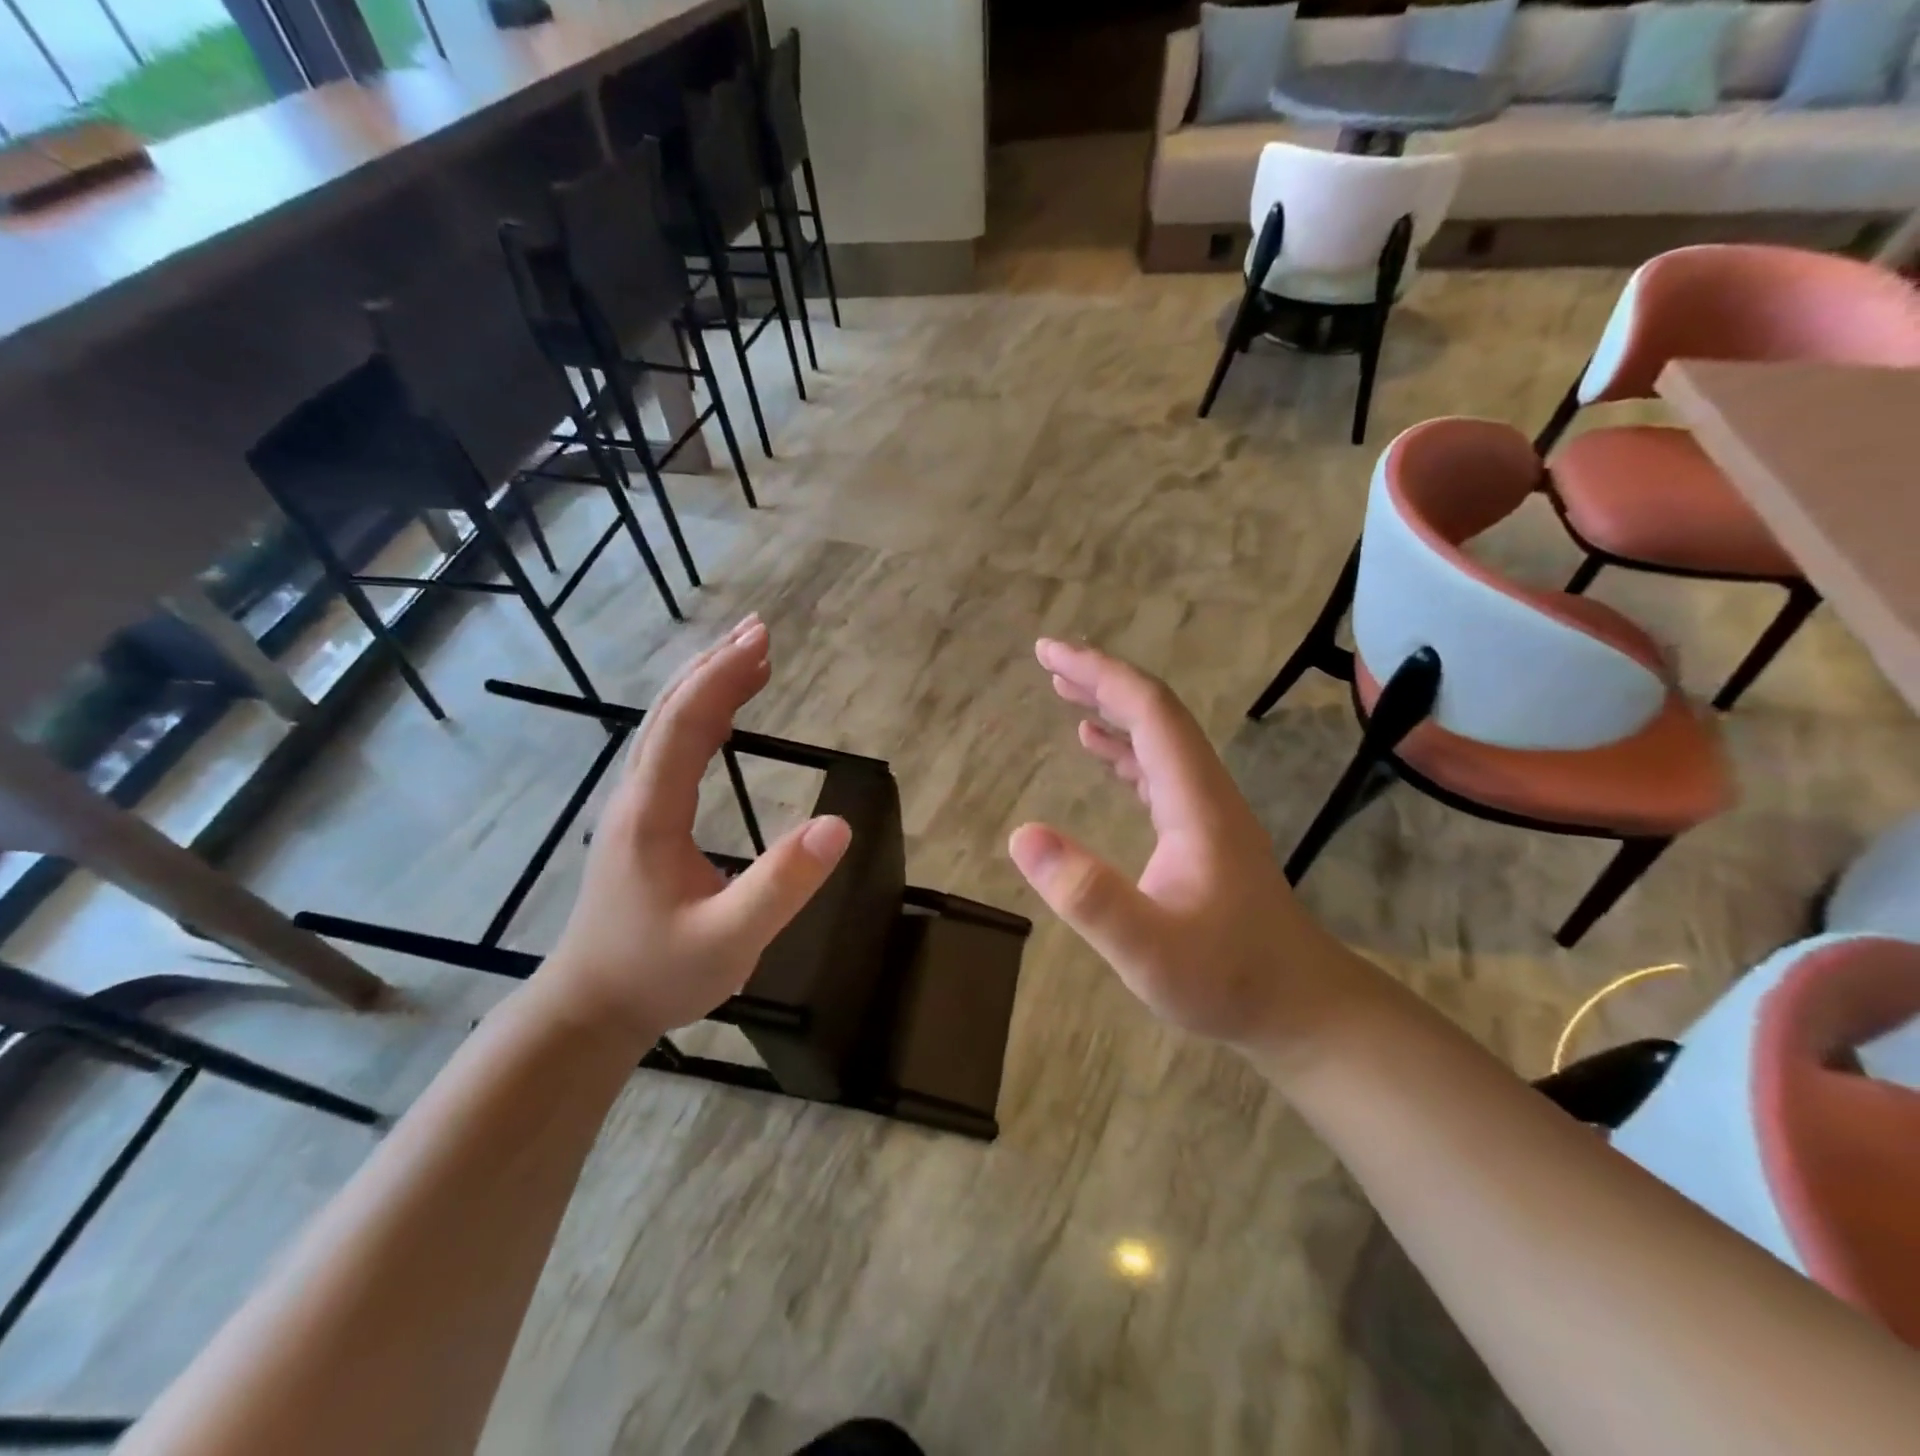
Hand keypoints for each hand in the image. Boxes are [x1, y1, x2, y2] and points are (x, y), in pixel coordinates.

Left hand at [540, 616, 851, 1038]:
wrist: (590, 1010)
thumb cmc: (658, 975)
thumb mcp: (730, 939)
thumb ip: (783, 884)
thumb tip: (839, 825)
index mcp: (652, 812)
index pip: (686, 725)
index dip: (724, 678)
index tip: (763, 641)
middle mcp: (636, 797)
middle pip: (670, 712)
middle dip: (715, 667)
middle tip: (760, 632)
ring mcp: (634, 808)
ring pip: (665, 728)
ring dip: (705, 686)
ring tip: (748, 658)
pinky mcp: (642, 823)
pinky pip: (670, 751)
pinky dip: (699, 718)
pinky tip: (722, 719)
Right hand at [1007, 639, 1374, 1063]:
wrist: (1299, 1007)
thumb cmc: (1227, 979)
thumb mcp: (1149, 949)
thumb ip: (1088, 896)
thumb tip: (1022, 835)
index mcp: (1195, 800)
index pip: (1149, 712)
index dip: (1099, 674)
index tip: (1049, 652)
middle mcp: (1204, 791)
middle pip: (1155, 713)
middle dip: (1101, 679)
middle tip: (1048, 661)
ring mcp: (1206, 810)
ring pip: (1158, 738)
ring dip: (1112, 707)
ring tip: (1064, 692)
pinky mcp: (1202, 832)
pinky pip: (1158, 768)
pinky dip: (1124, 746)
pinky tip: (1098, 749)